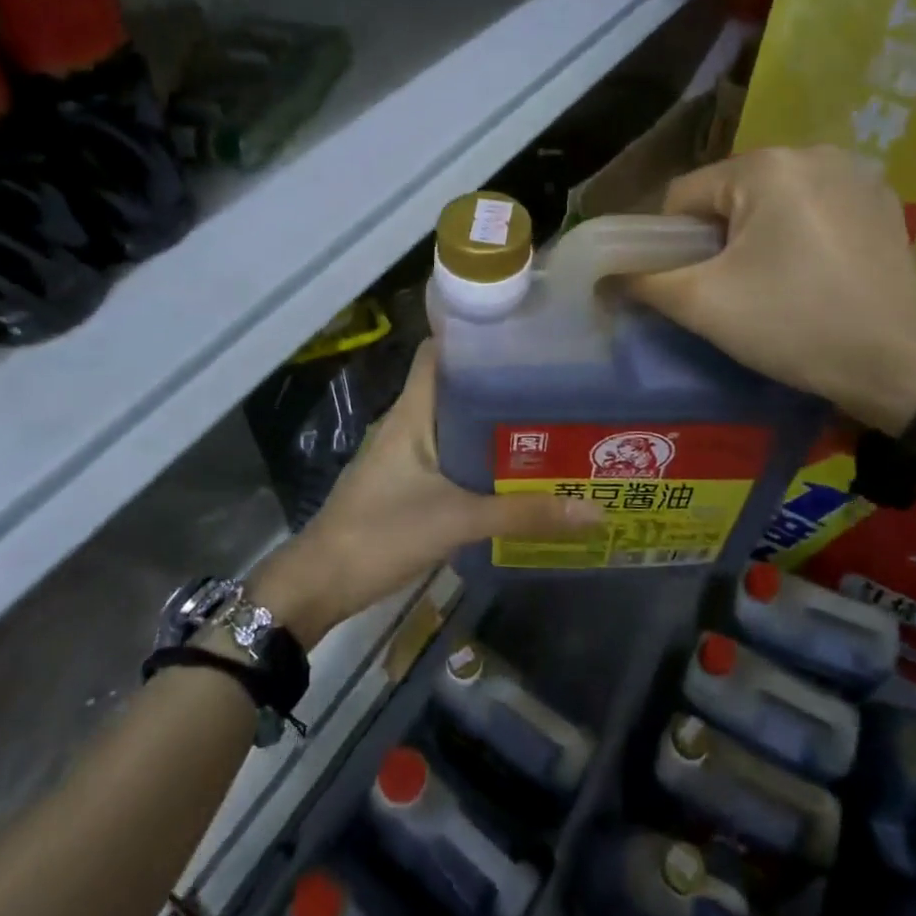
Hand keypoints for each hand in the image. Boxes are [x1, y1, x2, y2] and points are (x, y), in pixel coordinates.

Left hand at [249, 342, 598, 644]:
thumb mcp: (457, 520)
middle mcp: (409, 423)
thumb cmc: (382, 532)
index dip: (473, 336)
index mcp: (412, 411)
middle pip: (455, 386)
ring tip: (547, 419)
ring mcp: (407, 453)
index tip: (522, 333)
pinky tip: (516, 468)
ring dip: (492, 422)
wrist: (323, 582)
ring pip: (456, 423)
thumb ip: (523, 514)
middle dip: (499, 382)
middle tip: (554, 382)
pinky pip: (452, 455)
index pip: (438, 352)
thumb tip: (593, 508)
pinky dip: (481, 455)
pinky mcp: (409, 482)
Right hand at [625, 146, 915, 433]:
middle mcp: (813, 151)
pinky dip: (799, 233)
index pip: (684, 194)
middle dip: (718, 238)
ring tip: (773, 285)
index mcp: (766, 166)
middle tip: (731, 290)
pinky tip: (813, 273)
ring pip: (771, 200)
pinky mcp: (883, 198)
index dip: (672, 242)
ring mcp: (856, 172)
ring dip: (757, 235)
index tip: (688, 285)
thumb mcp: (704, 305)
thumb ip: (643, 281)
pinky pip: (814, 206)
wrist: (902, 366)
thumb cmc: (794, 325)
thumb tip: (601, 276)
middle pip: (729, 194)